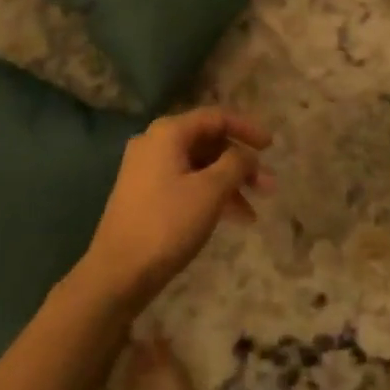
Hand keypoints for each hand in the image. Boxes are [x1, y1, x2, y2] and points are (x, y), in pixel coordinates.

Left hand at [76, 108, 272, 310]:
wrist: (116, 273)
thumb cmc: (166, 224)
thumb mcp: (209, 192)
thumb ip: (234, 165)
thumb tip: (245, 155)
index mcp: (168, 132)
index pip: (216, 117)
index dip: (247, 128)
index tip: (272, 147)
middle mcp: (155, 142)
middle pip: (208, 142)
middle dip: (240, 163)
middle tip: (268, 187)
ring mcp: (147, 169)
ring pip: (198, 166)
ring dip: (228, 184)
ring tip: (254, 214)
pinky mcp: (144, 194)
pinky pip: (185, 183)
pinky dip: (209, 195)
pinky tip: (229, 219)